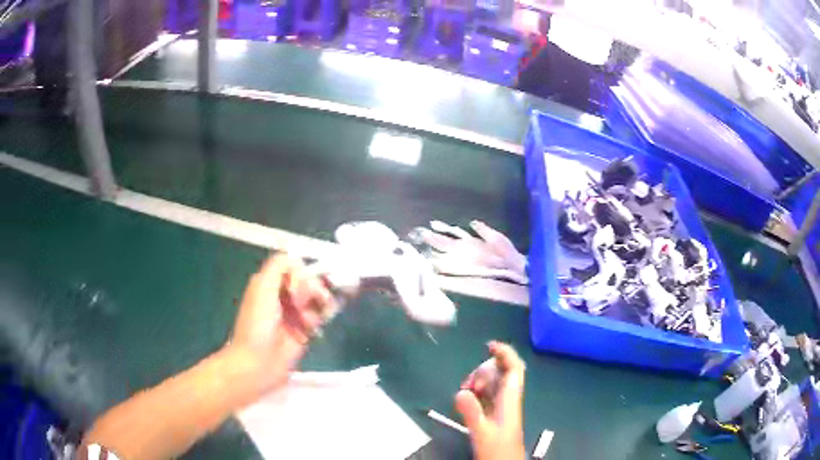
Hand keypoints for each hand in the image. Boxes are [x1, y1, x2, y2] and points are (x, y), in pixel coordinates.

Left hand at [223, 254, 336, 402]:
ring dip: (321, 301)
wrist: (258, 362)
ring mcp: (296, 313)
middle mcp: (283, 295)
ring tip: (315, 314)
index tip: (298, 287)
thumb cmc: (257, 324)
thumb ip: (279, 266)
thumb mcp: (262, 287)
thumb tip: (300, 260)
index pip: (294, 266)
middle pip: (308, 280)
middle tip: (304, 303)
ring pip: (317, 297)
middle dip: (312, 288)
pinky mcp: (306, 330)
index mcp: (270, 283)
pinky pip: (322, 315)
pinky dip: (326, 313)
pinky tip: (322, 319)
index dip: (301, 273)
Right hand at [455, 341, 525, 459]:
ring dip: (479, 383)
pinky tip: (467, 400)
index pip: (514, 368)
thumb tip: (460, 392)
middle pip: (501, 374)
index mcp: (510, 400)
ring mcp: (502, 407)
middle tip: (468, 384)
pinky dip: (477, 393)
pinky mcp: (495, 415)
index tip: (489, 346)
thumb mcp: (482, 432)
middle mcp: (508, 400)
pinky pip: (487, 396)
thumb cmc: (497, 450)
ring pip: (493, 385)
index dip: (505, 353)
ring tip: (466, 393)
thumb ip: (471, 412)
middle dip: (484, 372)